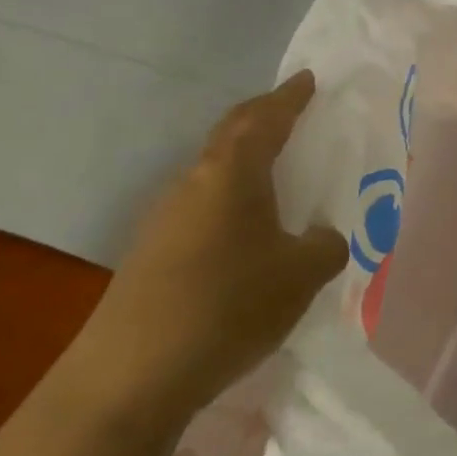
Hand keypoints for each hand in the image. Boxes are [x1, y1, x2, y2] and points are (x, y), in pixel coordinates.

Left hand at [69, 70, 346, 428]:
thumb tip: (321, 237)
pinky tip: (251, 231)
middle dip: (264, 119)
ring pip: (215, 174)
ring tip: (280, 173)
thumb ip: (327, 245)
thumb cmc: (229, 306)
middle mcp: (193, 185)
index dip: (289, 98)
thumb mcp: (303, 274)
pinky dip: (234, 201)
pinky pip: (205, 208)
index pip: (264, 119)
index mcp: (231, 175)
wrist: (130, 376)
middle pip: (231, 137)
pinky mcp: (154, 254)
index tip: (308, 79)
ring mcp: (166, 220)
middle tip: (295, 112)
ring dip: (248, 163)